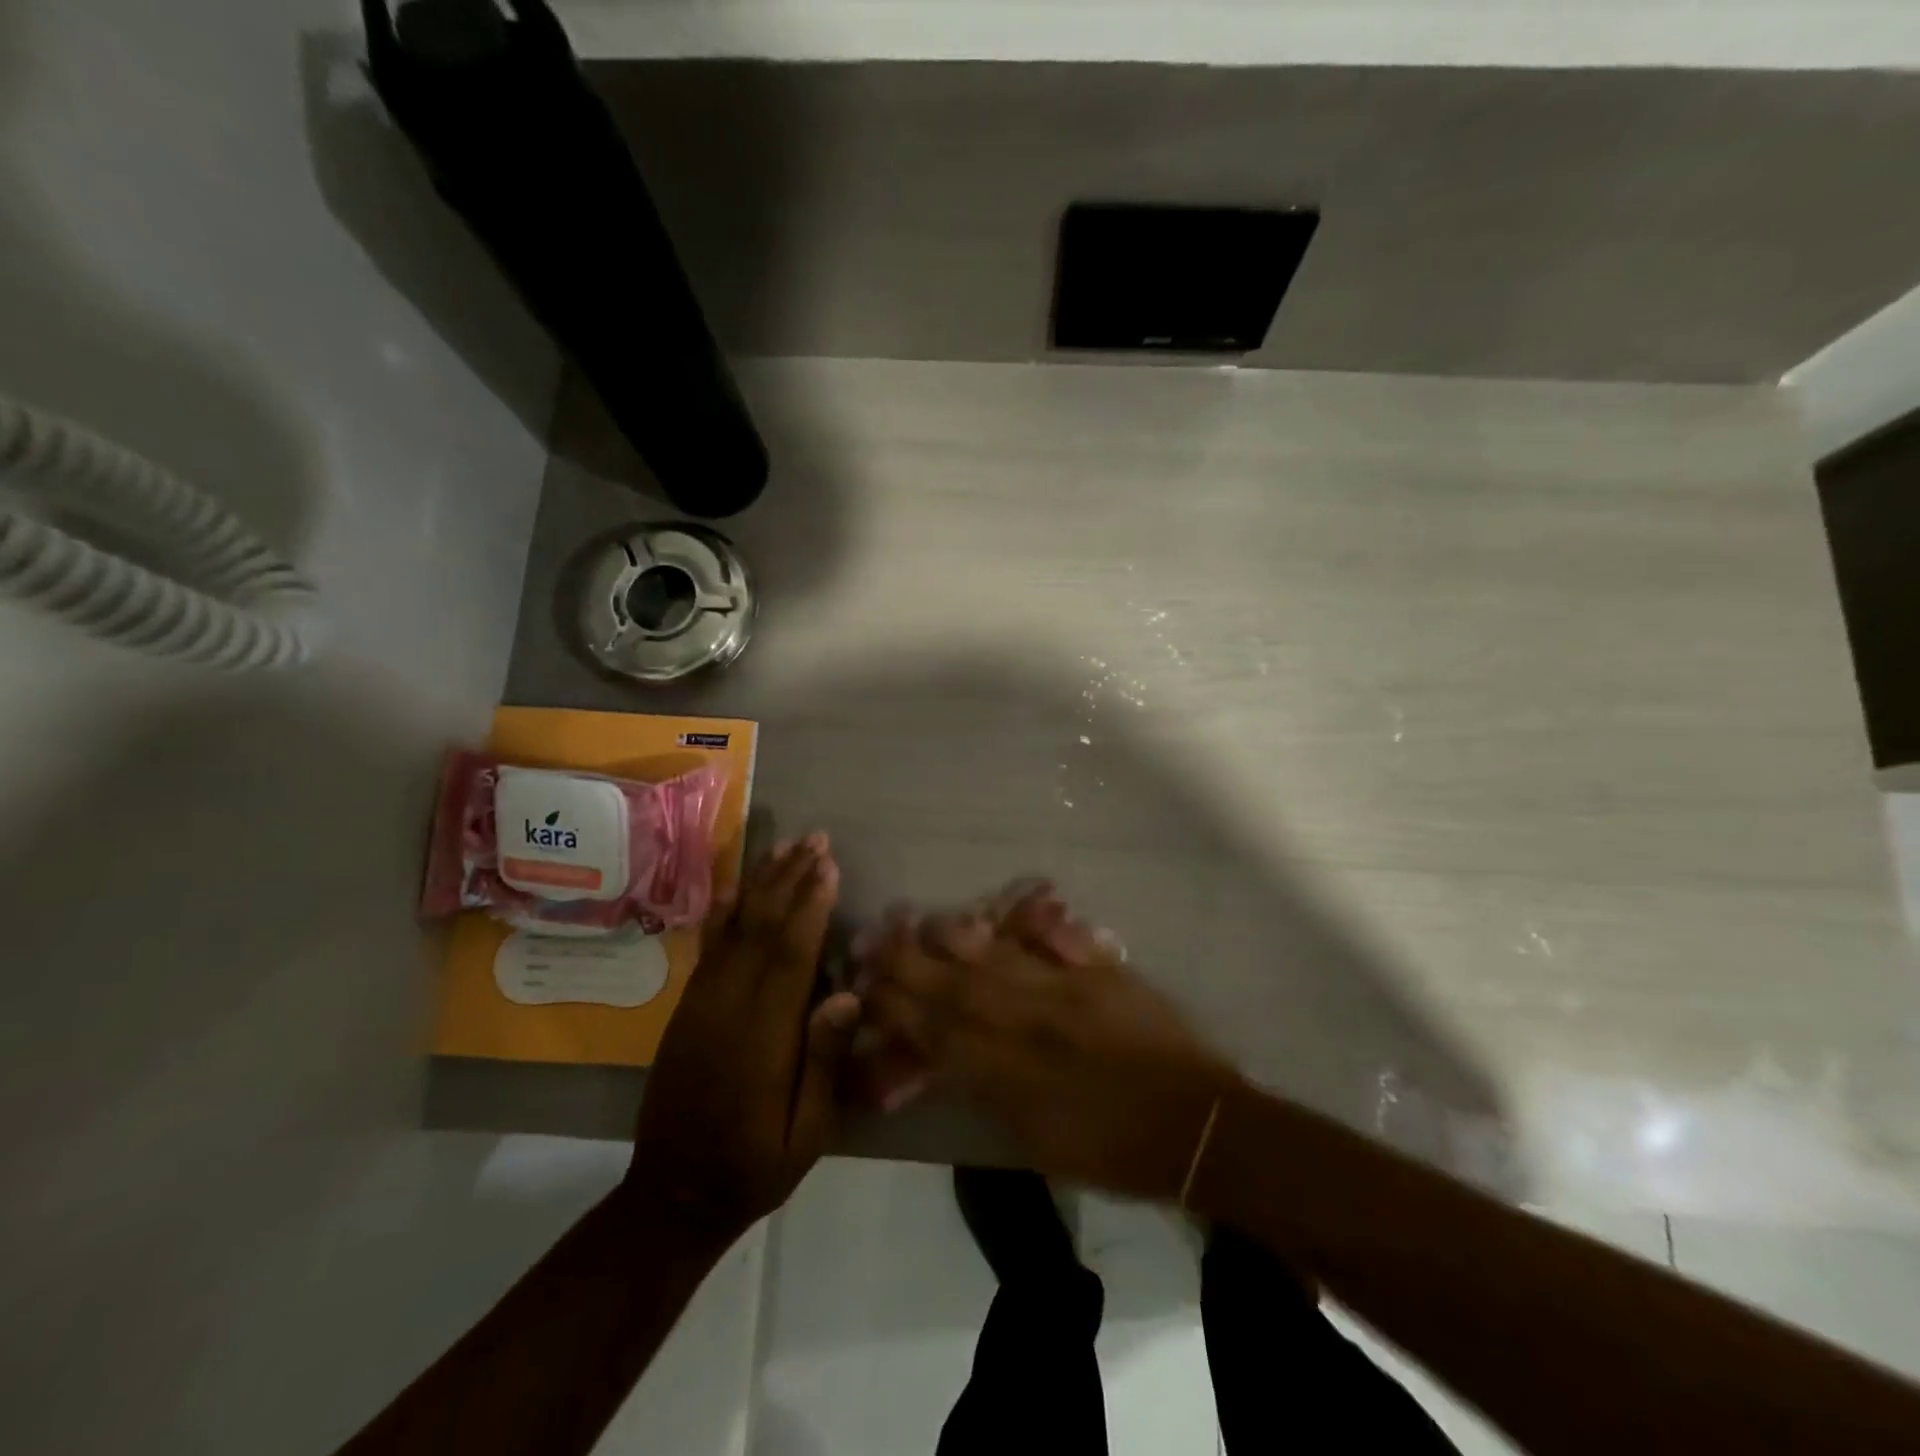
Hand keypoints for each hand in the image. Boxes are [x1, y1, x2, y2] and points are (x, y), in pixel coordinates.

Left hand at [626, 834, 857, 1241]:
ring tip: (784, 846)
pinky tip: (732, 887)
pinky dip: (722, 912)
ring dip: (760, 884)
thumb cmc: (755, 1164)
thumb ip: (823, 1062)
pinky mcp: (686, 1008)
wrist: (673, 1194)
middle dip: (790, 878)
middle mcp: (728, 1007)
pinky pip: (707, 949)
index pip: (791, 955)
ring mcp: (701, 1004)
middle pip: (762, 928)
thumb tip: (847, 994)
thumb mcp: (806, 1133)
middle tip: (814, 838)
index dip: (810, 905)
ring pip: (734, 929)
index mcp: (763, 1037)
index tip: (829, 865)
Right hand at [861, 886, 1239, 1199]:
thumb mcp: (1036, 1140)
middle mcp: (1031, 1022)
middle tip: (872, 935)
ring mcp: (1070, 989)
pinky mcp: (1104, 971)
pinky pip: (1064, 938)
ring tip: (921, 919)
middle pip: (956, 986)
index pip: (937, 1031)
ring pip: (999, 955)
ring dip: (955, 936)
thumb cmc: (1111, 1150)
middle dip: (908, 962)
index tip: (863, 984)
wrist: (1195, 1127)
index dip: (896, 1006)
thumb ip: (987, 1092)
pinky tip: (1015, 904)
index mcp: (1011, 1072)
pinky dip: (1037, 918)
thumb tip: (944, 1058)